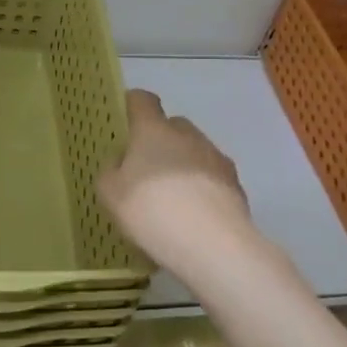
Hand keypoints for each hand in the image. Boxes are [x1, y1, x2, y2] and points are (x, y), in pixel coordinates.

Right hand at [97, 90, 253, 278]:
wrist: (214, 245)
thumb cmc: (152, 211)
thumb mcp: (110, 194)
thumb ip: (111, 170)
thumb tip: (122, 160)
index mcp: (153, 130)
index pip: (142, 100)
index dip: (132, 106)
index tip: (125, 122)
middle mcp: (187, 135)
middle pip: (171, 126)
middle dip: (159, 141)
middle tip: (146, 170)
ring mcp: (216, 158)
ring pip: (194, 152)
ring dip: (183, 165)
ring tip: (172, 200)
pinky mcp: (236, 184)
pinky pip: (212, 178)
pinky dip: (202, 189)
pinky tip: (194, 216)